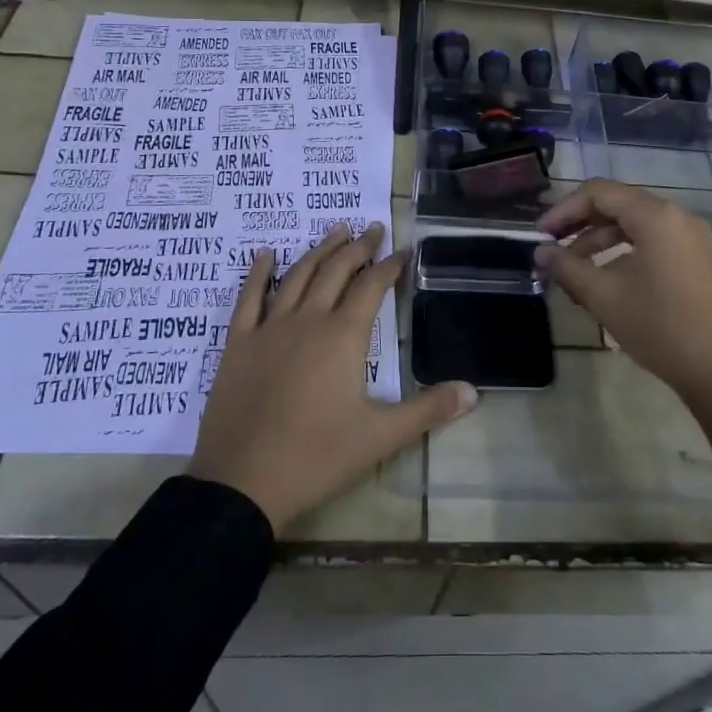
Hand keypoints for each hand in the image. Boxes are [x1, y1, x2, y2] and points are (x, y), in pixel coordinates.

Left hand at [188, 222, 478, 531]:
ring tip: (336, 230)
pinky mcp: (238, 344)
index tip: (403, 251)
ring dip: (319, 250)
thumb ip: (428, 410)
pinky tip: (265, 254)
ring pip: (297, 275)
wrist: (242, 483)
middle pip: (336, 271)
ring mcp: (269, 328)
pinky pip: (248, 298)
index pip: (372, 287)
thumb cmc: (316, 457)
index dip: (390, 266)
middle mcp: (307, 320)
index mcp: (343, 336)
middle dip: (358, 247)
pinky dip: (258, 272)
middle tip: (373, 228)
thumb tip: (473, 391)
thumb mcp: (380, 437)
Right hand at [534, 181, 711, 511]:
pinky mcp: (695, 258)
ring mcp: (689, 236)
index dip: (563, 209)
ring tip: (571, 270)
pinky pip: (650, 240)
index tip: (539, 235)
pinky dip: (622, 251)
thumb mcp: (604, 296)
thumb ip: (567, 268)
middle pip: (616, 203)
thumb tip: (540, 252)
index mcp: (655, 215)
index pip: (598, 192)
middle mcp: (675, 215)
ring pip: (632, 224)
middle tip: (551, 248)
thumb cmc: (660, 326)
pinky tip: (603, 279)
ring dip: (598, 240)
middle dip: (579, 223)